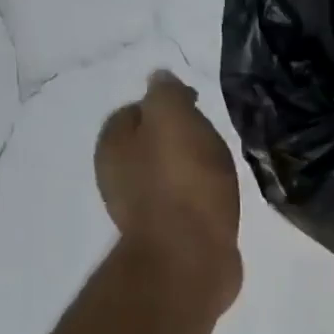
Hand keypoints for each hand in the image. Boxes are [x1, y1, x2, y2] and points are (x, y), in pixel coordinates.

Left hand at [95, 71, 242, 313]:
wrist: (189, 256)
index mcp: (113, 145)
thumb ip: (166, 94)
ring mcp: (140, 209)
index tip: (197, 105)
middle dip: (175, 138)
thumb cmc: (182, 183)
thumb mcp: (175, 120)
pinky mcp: (166, 235)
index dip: (164, 104)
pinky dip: (196, 196)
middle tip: (211, 137)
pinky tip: (218, 199)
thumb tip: (159, 78)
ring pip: (164, 175)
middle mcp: (117, 176)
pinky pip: (180, 203)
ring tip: (219, 168)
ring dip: (187, 169)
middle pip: (147, 145)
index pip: (133, 111)